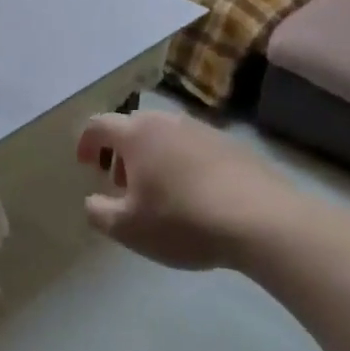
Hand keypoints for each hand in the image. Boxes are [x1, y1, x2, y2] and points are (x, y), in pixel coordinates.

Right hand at [75, 111, 306, 270]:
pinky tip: (195, 195)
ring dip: (153, 157)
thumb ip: (98, 212)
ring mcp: (204, 130)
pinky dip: (184, 163)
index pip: (98, 125)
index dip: (86, 142)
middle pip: (133, 127)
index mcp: (136, 134)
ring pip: (166, 136)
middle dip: (120, 152)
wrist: (264, 221)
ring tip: (159, 192)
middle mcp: (167, 122)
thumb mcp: (127, 228)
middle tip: (121, 183)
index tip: (85, 165)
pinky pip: (195, 148)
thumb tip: (93, 201)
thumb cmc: (183, 220)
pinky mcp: (234, 146)